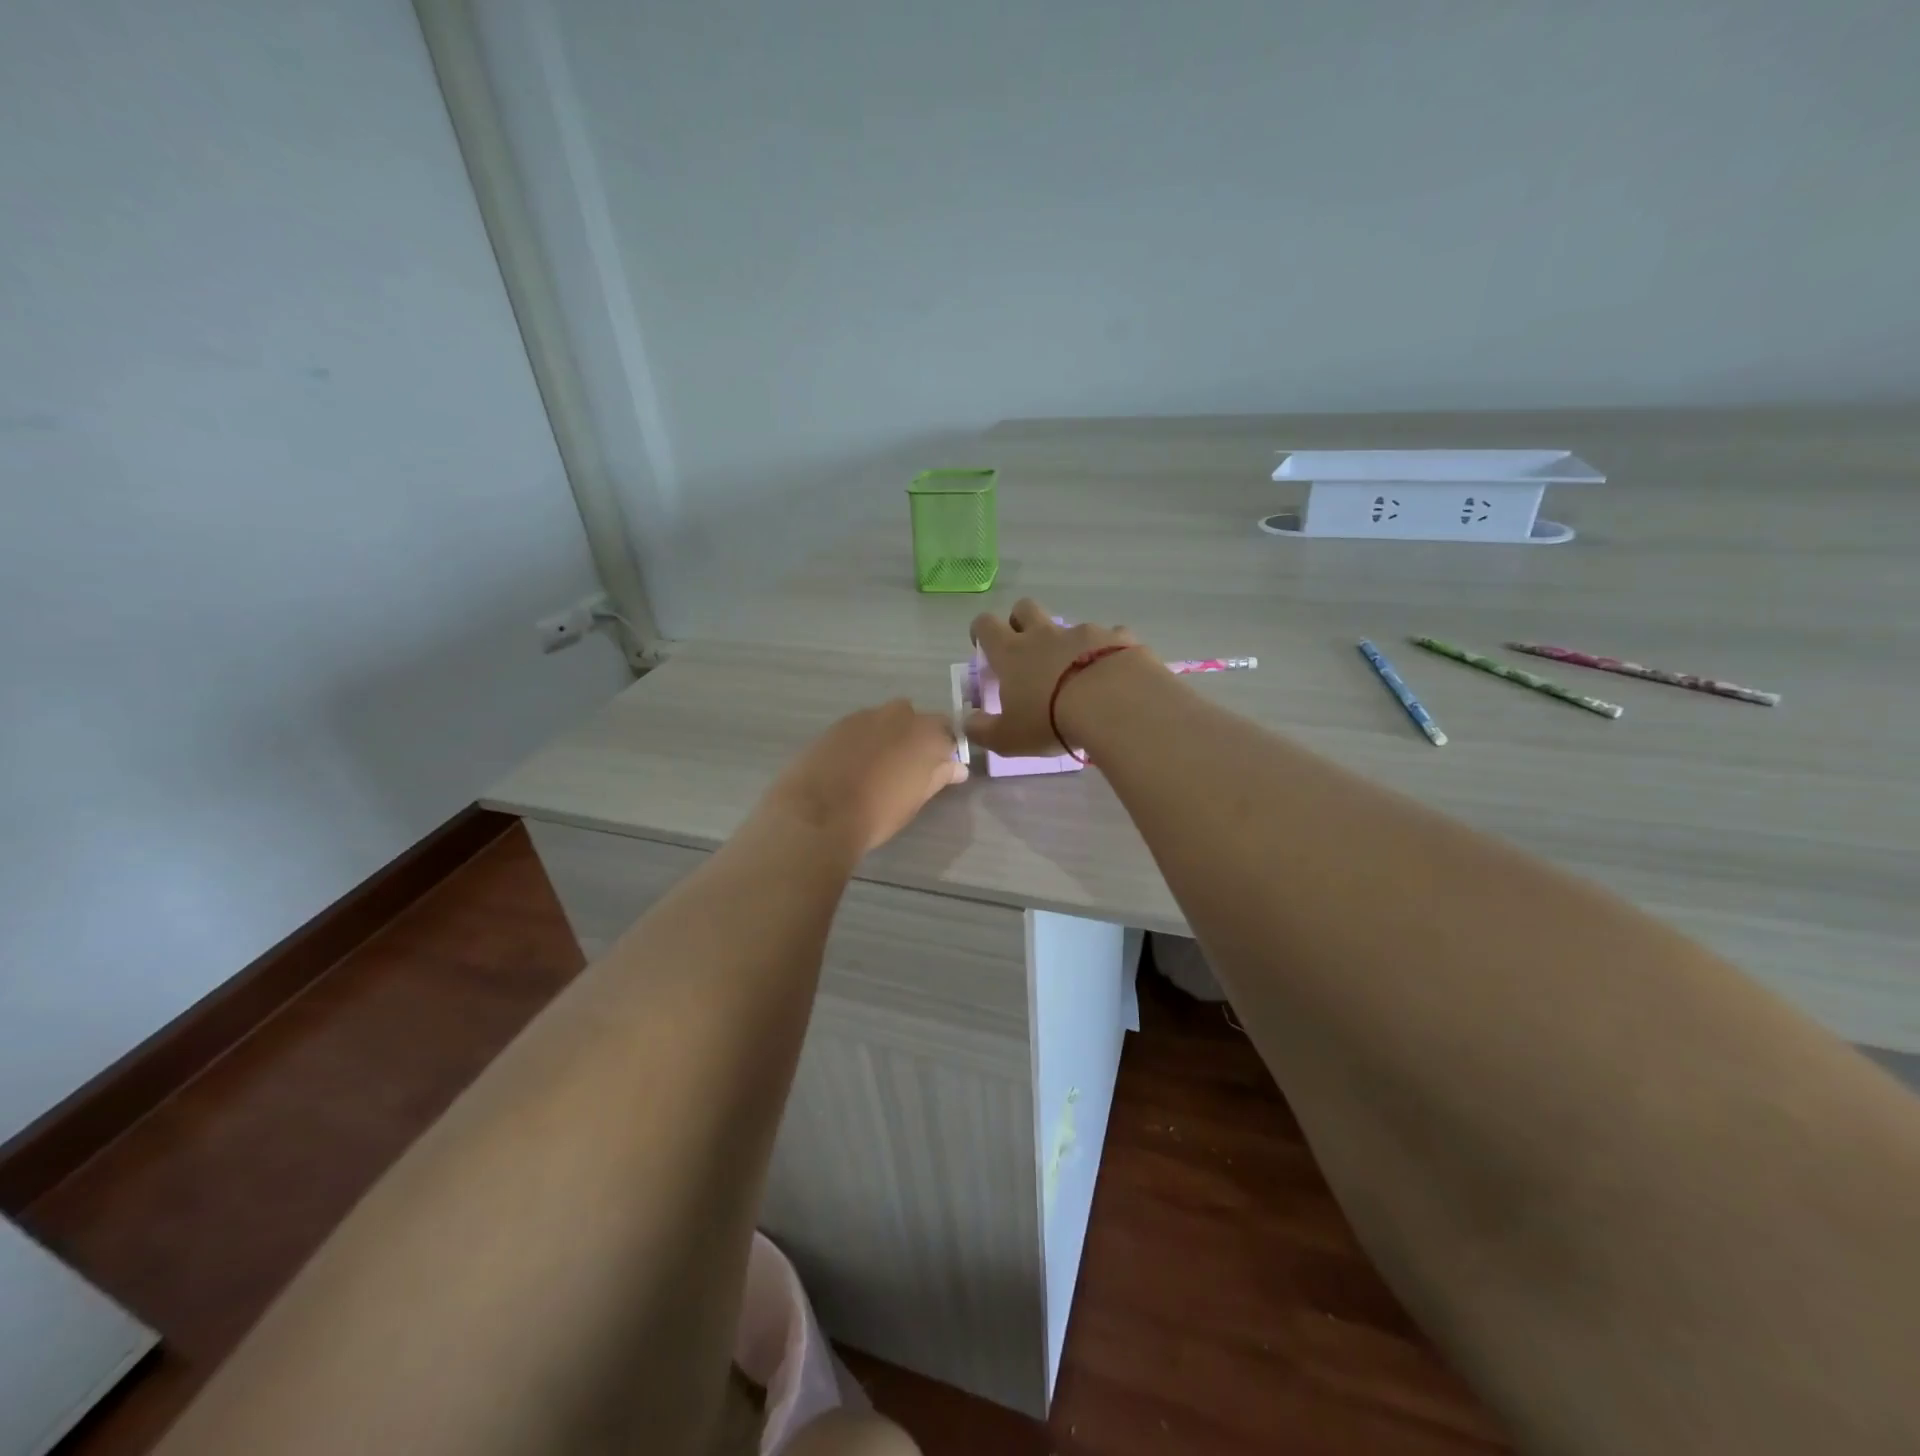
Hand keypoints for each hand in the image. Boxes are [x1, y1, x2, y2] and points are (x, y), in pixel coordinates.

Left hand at [759, 700, 966, 855]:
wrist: (819, 813)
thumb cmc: (878, 812)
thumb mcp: (916, 799)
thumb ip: (938, 776)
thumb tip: (957, 767)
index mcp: (926, 734)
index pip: (947, 731)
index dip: (944, 749)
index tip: (939, 768)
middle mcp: (899, 716)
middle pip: (916, 719)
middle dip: (916, 737)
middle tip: (907, 767)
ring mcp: (866, 716)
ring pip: (886, 719)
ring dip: (889, 735)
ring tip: (878, 765)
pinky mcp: (839, 723)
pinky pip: (861, 726)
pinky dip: (864, 739)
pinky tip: (853, 762)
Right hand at [966, 599, 1152, 755]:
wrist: (1114, 704)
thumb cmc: (1051, 721)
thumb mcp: (1008, 738)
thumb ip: (982, 730)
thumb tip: (967, 722)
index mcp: (1012, 653)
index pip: (986, 625)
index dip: (981, 632)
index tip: (984, 647)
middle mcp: (1044, 635)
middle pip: (1024, 608)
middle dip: (1021, 621)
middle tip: (1026, 651)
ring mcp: (1084, 632)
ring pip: (1070, 626)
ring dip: (1068, 644)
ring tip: (1079, 675)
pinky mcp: (1118, 638)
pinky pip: (1111, 637)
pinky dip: (1108, 652)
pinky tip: (1114, 674)